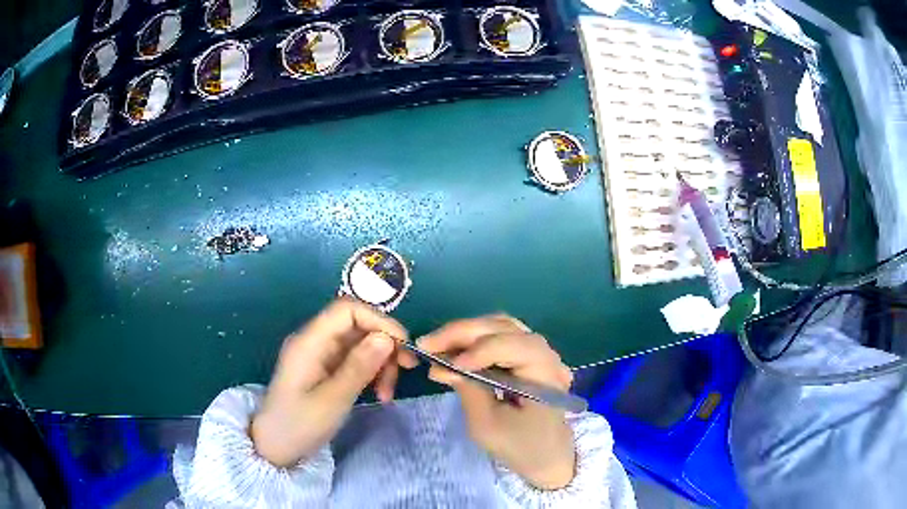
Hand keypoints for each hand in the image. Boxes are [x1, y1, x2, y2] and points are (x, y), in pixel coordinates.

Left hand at [251, 299, 407, 466]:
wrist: (275, 447)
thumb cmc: (299, 425)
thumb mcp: (333, 400)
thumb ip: (359, 367)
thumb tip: (386, 337)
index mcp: (310, 342)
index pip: (347, 310)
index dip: (378, 321)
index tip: (403, 346)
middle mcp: (315, 341)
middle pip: (357, 326)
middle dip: (384, 345)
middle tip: (405, 372)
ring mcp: (320, 355)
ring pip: (360, 344)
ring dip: (381, 363)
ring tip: (387, 394)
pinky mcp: (325, 369)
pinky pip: (355, 360)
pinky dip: (371, 372)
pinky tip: (378, 393)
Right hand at [416, 315, 575, 489]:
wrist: (545, 455)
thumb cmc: (518, 445)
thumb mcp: (487, 426)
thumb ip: (468, 390)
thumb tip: (442, 365)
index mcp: (546, 374)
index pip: (513, 346)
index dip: (478, 350)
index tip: (445, 365)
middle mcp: (547, 354)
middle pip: (504, 327)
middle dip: (462, 332)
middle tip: (426, 344)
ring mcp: (539, 351)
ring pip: (501, 325)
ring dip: (466, 332)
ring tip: (437, 345)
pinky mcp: (528, 354)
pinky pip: (501, 335)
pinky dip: (475, 338)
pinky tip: (454, 349)